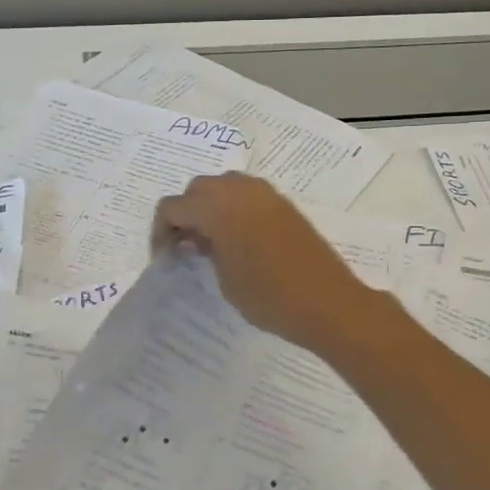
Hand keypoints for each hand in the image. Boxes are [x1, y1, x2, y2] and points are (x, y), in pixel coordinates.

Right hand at [151, 172, 370, 352]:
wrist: (328, 302)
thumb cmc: (269, 296)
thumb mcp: (225, 279)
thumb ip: (206, 251)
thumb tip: (199, 240)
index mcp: (217, 207)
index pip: (172, 207)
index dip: (161, 232)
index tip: (165, 258)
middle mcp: (239, 190)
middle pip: (197, 190)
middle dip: (185, 215)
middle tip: (184, 248)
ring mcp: (265, 194)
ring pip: (223, 187)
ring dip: (210, 208)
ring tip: (210, 243)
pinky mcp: (284, 204)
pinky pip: (247, 196)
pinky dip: (233, 209)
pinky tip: (237, 240)